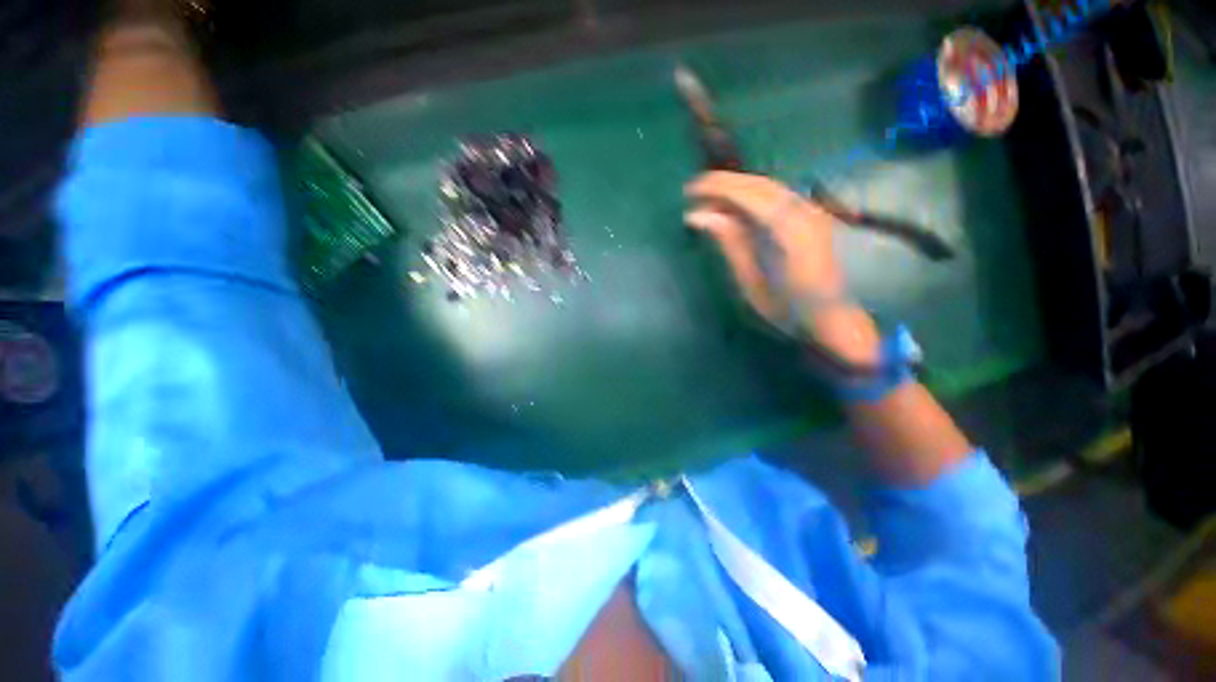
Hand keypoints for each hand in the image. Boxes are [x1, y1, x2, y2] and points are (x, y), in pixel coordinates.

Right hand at [684, 171, 878, 365]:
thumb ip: (729, 243)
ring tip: (709, 200)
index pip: (748, 193)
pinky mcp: (812, 217)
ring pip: (769, 186)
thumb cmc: (787, 308)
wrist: (831, 319)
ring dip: (737, 188)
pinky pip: (778, 196)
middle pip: (759, 184)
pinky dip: (752, 196)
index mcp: (787, 230)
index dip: (717, 186)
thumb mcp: (750, 281)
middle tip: (694, 192)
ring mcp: (812, 212)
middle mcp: (803, 212)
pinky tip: (736, 208)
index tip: (690, 191)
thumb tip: (698, 216)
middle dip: (724, 183)